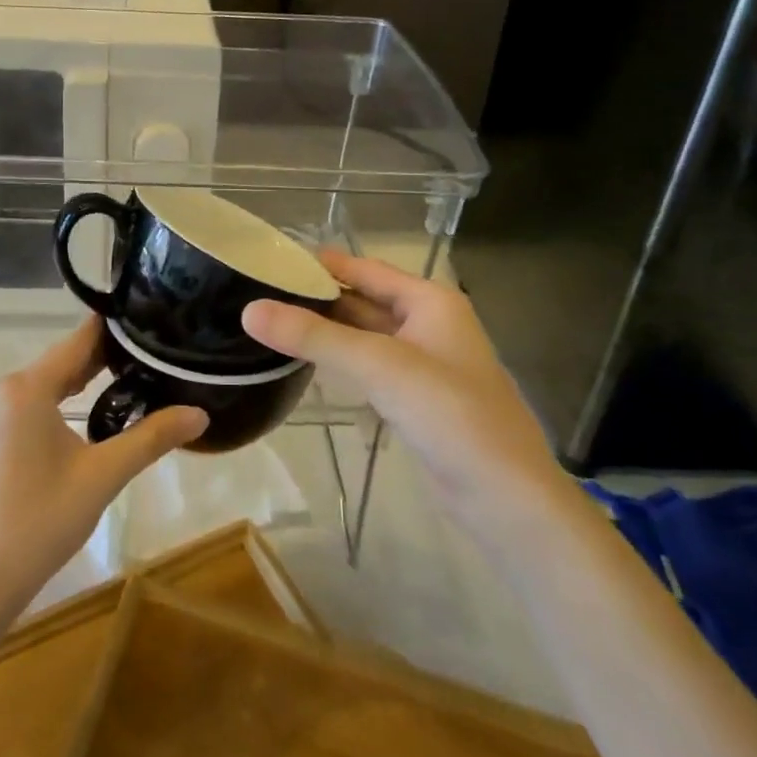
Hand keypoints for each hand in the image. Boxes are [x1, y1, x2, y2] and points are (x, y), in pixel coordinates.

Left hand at [0, 318, 207, 610]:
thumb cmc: (39, 523)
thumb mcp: (102, 476)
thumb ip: (151, 438)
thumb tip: (200, 414)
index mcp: (26, 388)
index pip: (78, 340)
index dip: (113, 330)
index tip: (147, 322)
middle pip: (58, 363)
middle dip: (100, 361)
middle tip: (147, 360)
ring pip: (39, 386)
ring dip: (75, 385)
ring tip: (122, 386)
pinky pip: (20, 407)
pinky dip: (50, 407)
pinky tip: (75, 422)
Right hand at [242, 249, 561, 521]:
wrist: (506, 499)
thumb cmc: (451, 415)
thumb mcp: (380, 366)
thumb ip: (315, 336)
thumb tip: (249, 309)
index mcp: (430, 301)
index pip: (365, 268)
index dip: (321, 263)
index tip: (271, 257)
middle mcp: (429, 323)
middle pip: (364, 300)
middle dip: (318, 297)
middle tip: (261, 292)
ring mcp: (424, 364)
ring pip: (365, 336)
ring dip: (327, 330)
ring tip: (273, 321)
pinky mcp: (417, 399)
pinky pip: (371, 367)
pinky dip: (341, 360)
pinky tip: (307, 362)